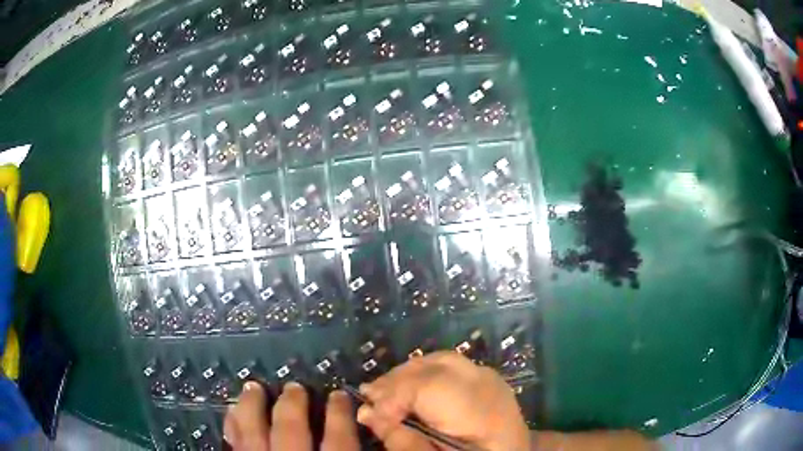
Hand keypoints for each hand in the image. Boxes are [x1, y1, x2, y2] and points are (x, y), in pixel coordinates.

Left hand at [224, 381, 358, 450]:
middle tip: (294, 387)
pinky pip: (233, 443)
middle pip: (290, 430)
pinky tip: (232, 413)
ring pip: (252, 432)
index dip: (340, 414)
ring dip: (252, 408)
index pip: (339, 439)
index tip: (339, 394)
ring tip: (252, 387)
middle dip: (292, 405)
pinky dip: (232, 426)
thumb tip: (373, 433)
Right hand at [357, 351, 530, 450]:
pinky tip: (411, 387)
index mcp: (481, 414)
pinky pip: (449, 365)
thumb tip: (367, 413)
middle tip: (370, 398)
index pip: (430, 387)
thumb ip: (403, 439)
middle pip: (434, 367)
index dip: (393, 397)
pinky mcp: (487, 377)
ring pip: (440, 361)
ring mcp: (491, 378)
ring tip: (385, 393)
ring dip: (408, 374)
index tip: (369, 413)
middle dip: (396, 381)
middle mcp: (489, 386)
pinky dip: (424, 373)